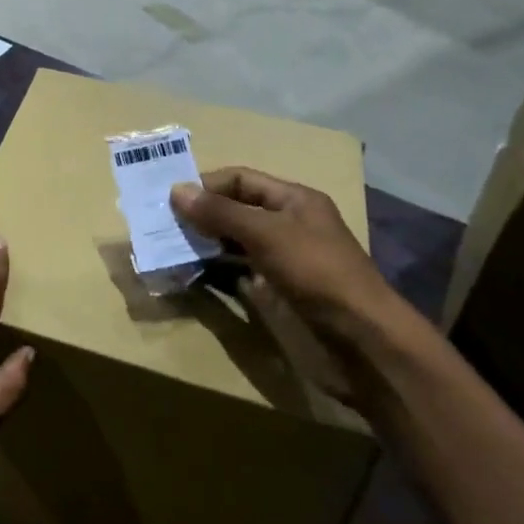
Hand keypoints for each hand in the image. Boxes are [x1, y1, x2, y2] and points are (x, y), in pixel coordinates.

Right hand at [170, 167, 406, 400]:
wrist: (362, 343)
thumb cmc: (317, 273)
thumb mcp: (267, 234)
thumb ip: (221, 212)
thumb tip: (176, 190)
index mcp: (294, 201)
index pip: (241, 180)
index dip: (207, 185)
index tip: (170, 198)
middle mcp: (287, 225)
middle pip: (235, 210)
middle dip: (200, 214)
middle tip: (160, 223)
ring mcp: (281, 261)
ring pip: (233, 243)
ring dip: (203, 243)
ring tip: (167, 246)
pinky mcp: (276, 293)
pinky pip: (236, 273)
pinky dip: (213, 270)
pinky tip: (189, 272)